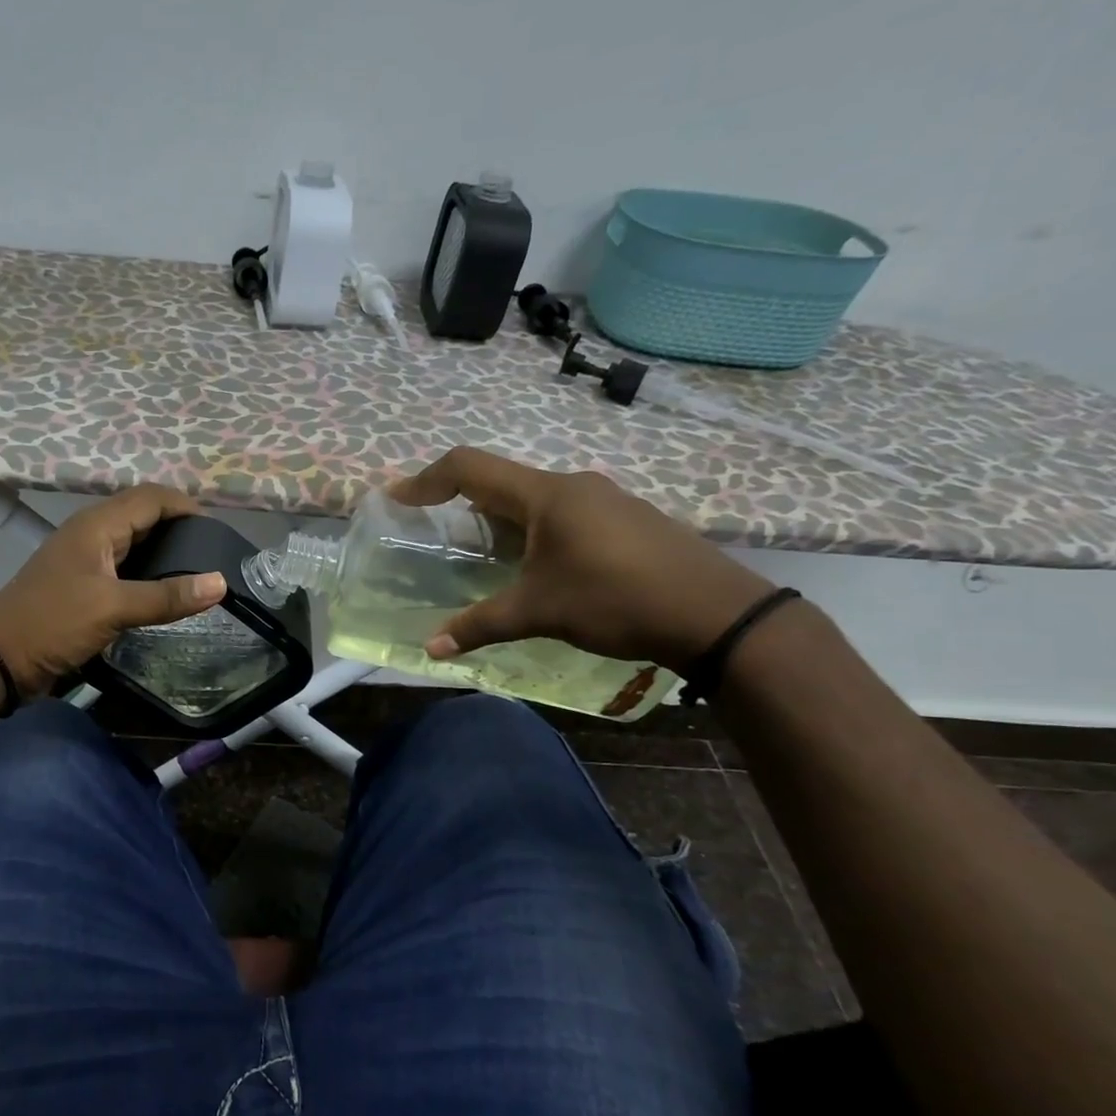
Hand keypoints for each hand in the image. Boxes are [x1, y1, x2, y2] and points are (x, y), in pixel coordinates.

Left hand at [0, 486, 226, 697]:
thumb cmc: (53, 623)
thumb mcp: (112, 608)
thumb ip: (167, 596)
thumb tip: (221, 582)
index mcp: (97, 525)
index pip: (152, 497)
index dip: (186, 507)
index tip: (219, 531)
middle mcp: (92, 534)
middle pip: (144, 516)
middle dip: (180, 528)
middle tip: (215, 554)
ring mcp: (86, 560)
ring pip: (135, 543)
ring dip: (165, 552)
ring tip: (200, 573)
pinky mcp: (83, 585)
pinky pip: (125, 568)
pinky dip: (149, 574)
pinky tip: (167, 593)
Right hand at [389, 448, 774, 670]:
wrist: (718, 614)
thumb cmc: (617, 600)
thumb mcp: (540, 612)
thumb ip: (480, 624)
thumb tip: (430, 648)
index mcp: (546, 495)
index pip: (469, 466)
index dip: (426, 479)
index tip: (397, 497)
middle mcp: (573, 486)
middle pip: (501, 480)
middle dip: (461, 503)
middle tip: (436, 532)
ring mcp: (606, 499)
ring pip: (534, 498)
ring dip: (501, 519)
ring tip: (484, 556)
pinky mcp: (627, 519)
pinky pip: (564, 512)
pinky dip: (534, 529)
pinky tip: (539, 566)